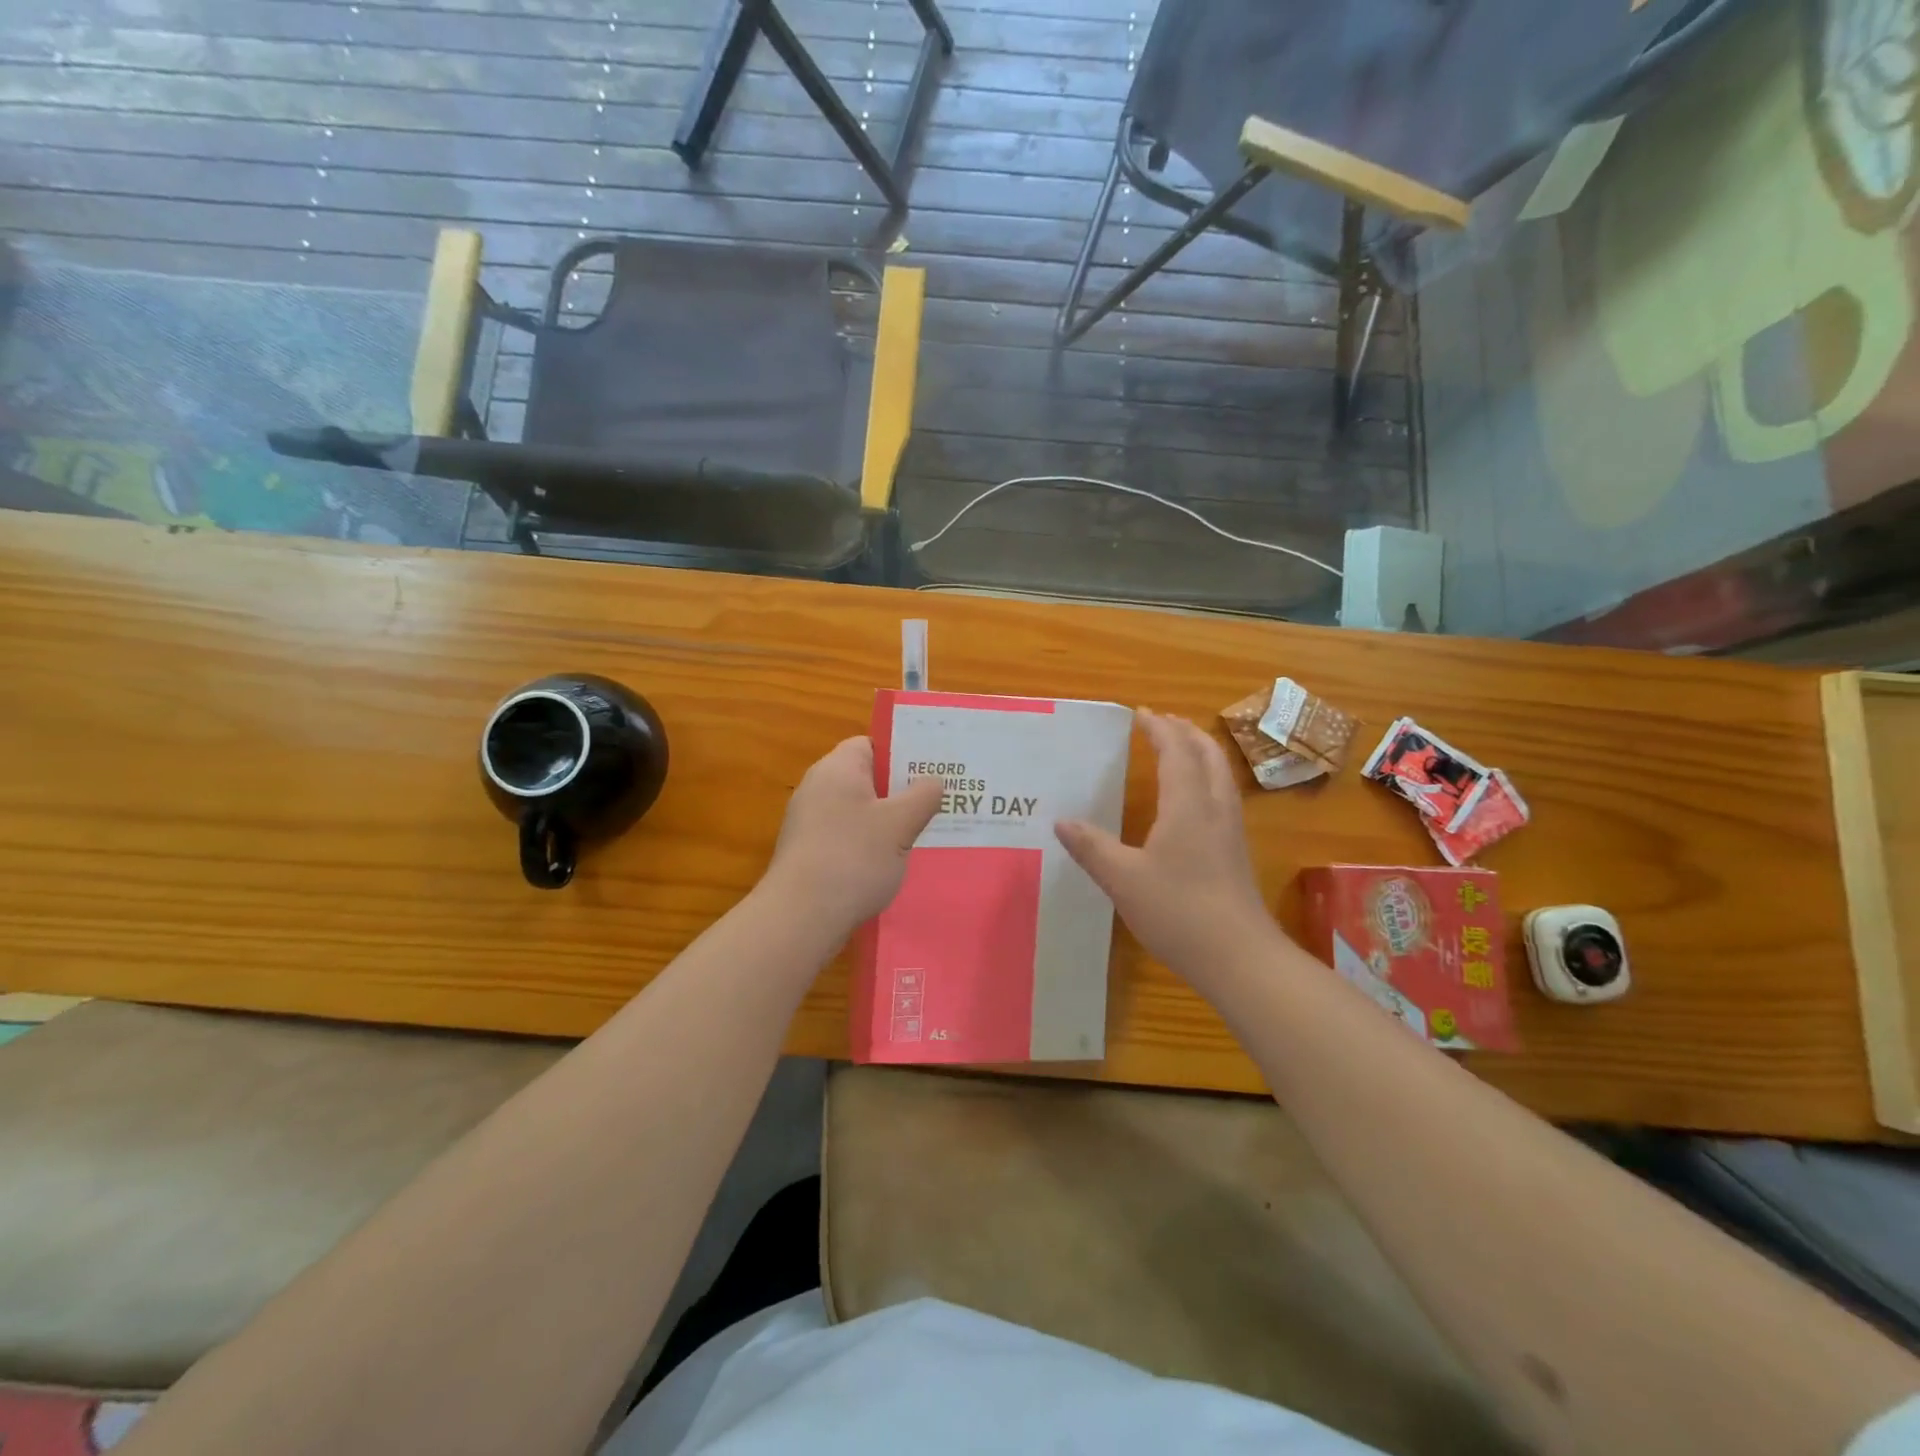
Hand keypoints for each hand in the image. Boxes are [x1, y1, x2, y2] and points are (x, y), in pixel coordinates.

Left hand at [763, 736, 943, 935]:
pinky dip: (869, 844)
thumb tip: (934, 780)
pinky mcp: (809, 853)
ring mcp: (810, 822)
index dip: (901, 754)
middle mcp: (818, 788)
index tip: (931, 770)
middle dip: (900, 790)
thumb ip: (923, 795)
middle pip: (866, 778)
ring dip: (887, 821)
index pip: (871, 745)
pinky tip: (892, 864)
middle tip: (937, 802)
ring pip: (858, 810)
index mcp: (838, 768)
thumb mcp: (900, 823)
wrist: (801, 916)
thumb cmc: (854, 857)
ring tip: (923, 833)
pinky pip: (847, 836)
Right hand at [1056, 709, 1284, 984]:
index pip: (1176, 751)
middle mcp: (1215, 808)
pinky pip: (1224, 796)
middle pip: (1208, 755)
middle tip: (1163, 723)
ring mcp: (1231, 831)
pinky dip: (1208, 778)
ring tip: (1182, 749)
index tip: (1141, 714)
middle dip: (1186, 733)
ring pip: (1221, 775)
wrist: (1240, 956)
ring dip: (1201, 752)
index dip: (1159, 729)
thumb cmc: (1178, 911)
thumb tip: (1061, 821)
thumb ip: (1091, 847)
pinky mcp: (1237, 853)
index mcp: (1188, 805)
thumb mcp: (1123, 879)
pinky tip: (1196, 800)